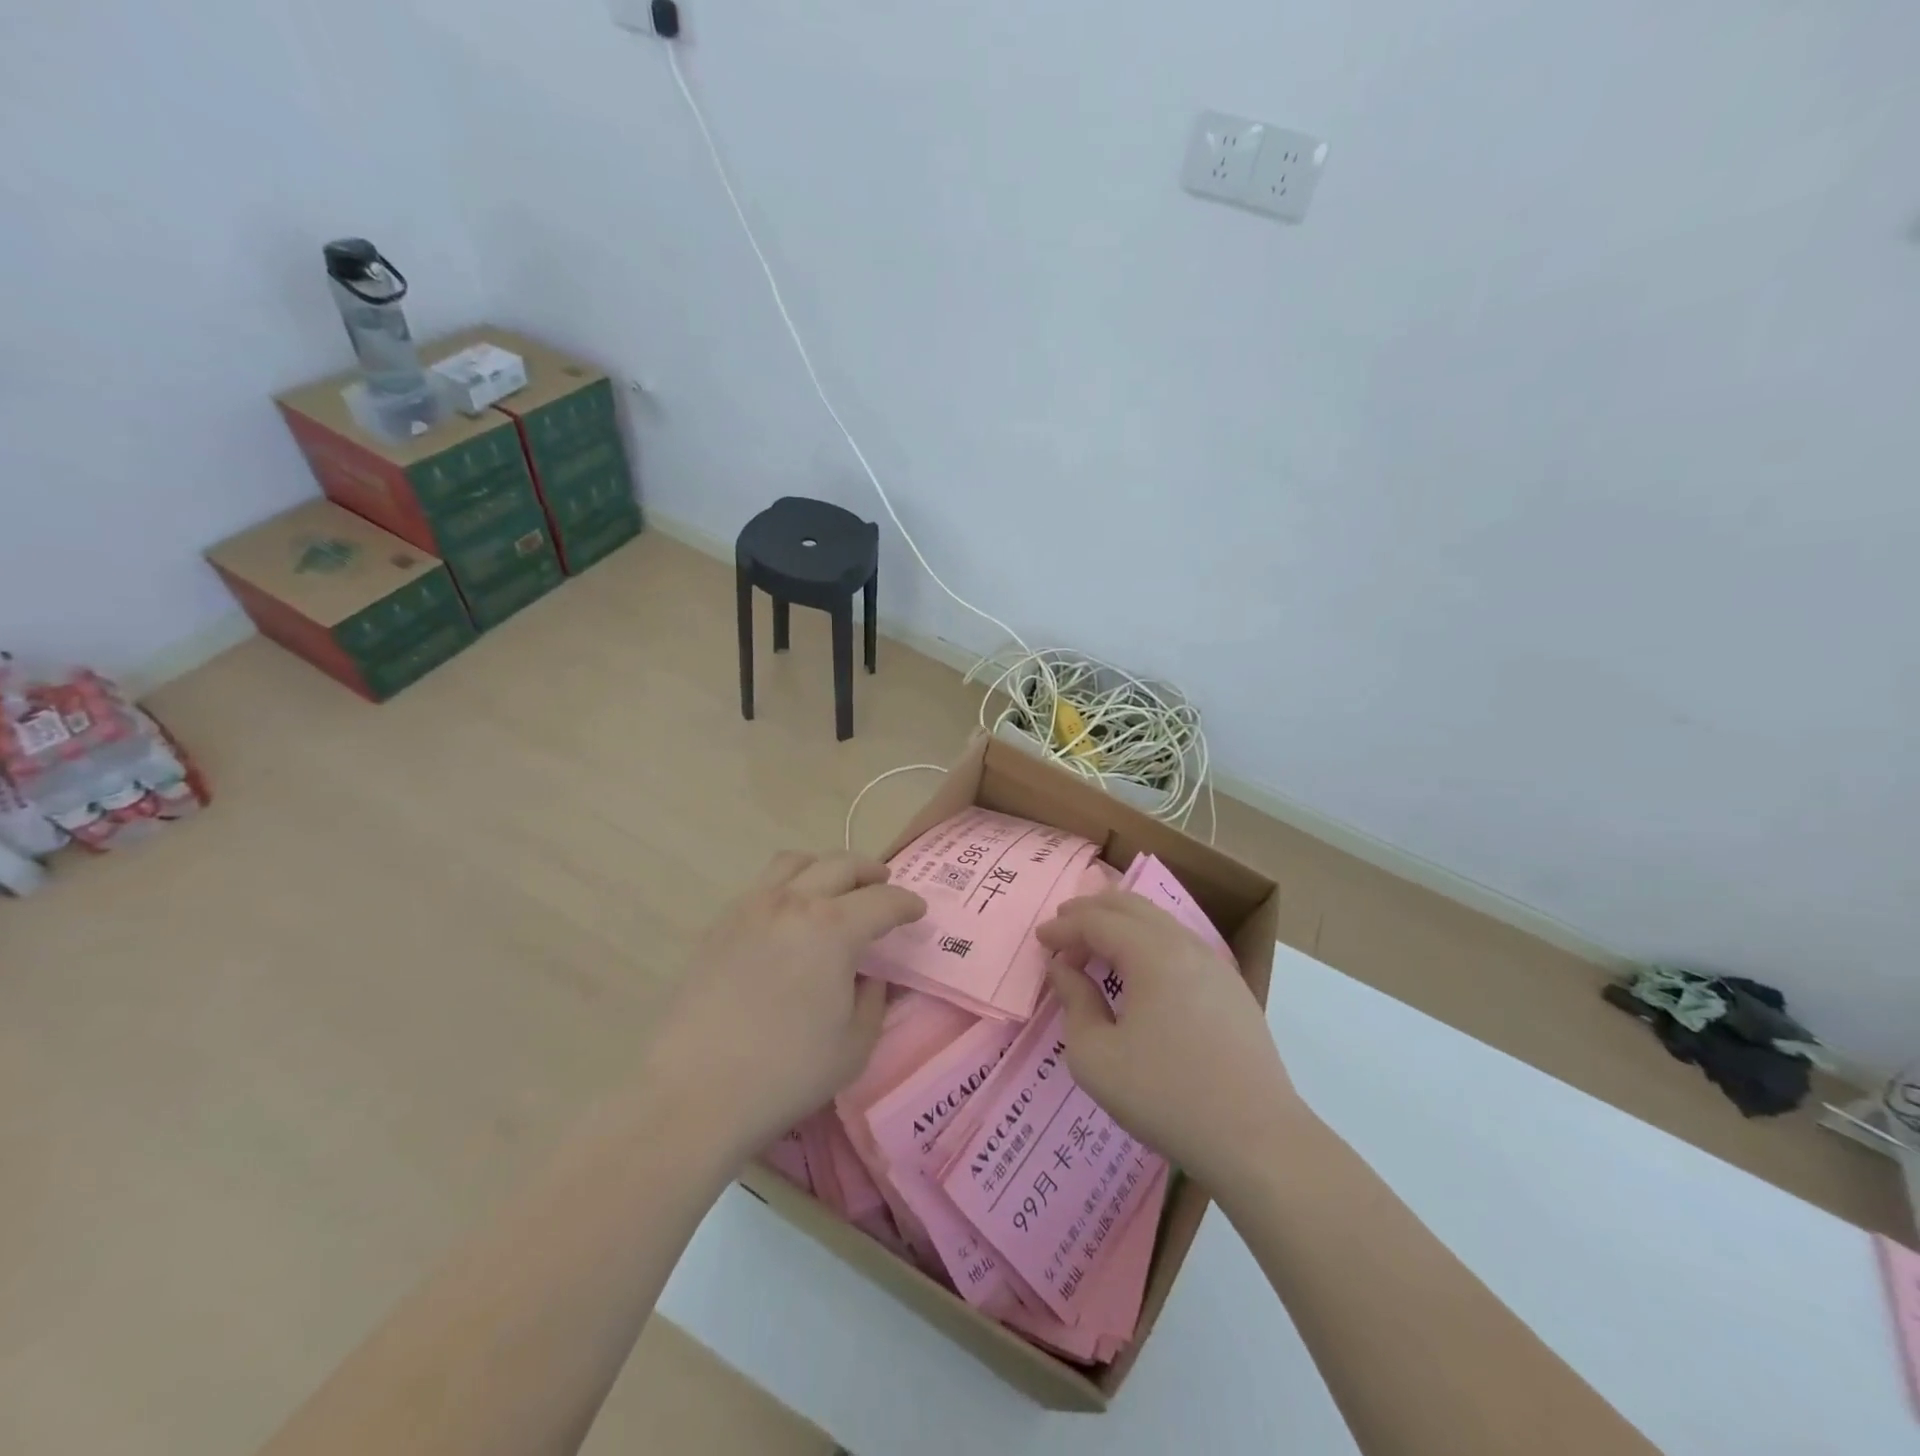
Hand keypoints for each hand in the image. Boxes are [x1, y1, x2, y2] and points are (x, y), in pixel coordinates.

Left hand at [644, 852, 925, 1160]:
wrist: (693, 1092)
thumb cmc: (785, 1072)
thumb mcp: (854, 1045)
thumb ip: (872, 999)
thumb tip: (869, 974)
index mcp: (833, 928)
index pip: (883, 900)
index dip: (907, 904)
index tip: (917, 911)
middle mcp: (793, 902)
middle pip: (841, 864)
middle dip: (871, 871)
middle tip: (883, 885)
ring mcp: (750, 907)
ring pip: (796, 861)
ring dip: (825, 867)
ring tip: (835, 888)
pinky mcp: (719, 924)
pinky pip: (762, 884)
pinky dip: (788, 884)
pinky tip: (789, 915)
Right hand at [1037, 891, 1300, 1191]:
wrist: (1258, 1141)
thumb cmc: (1166, 1096)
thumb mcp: (1096, 1058)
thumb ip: (1074, 1003)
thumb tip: (1065, 970)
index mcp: (1152, 954)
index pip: (1097, 921)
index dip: (1064, 927)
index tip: (1039, 940)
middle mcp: (1186, 946)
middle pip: (1132, 907)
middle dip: (1091, 911)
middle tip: (1062, 926)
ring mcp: (1216, 966)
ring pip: (1160, 922)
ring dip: (1121, 924)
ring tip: (1095, 943)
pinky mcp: (1233, 990)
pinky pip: (1180, 944)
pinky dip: (1148, 942)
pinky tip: (1140, 971)